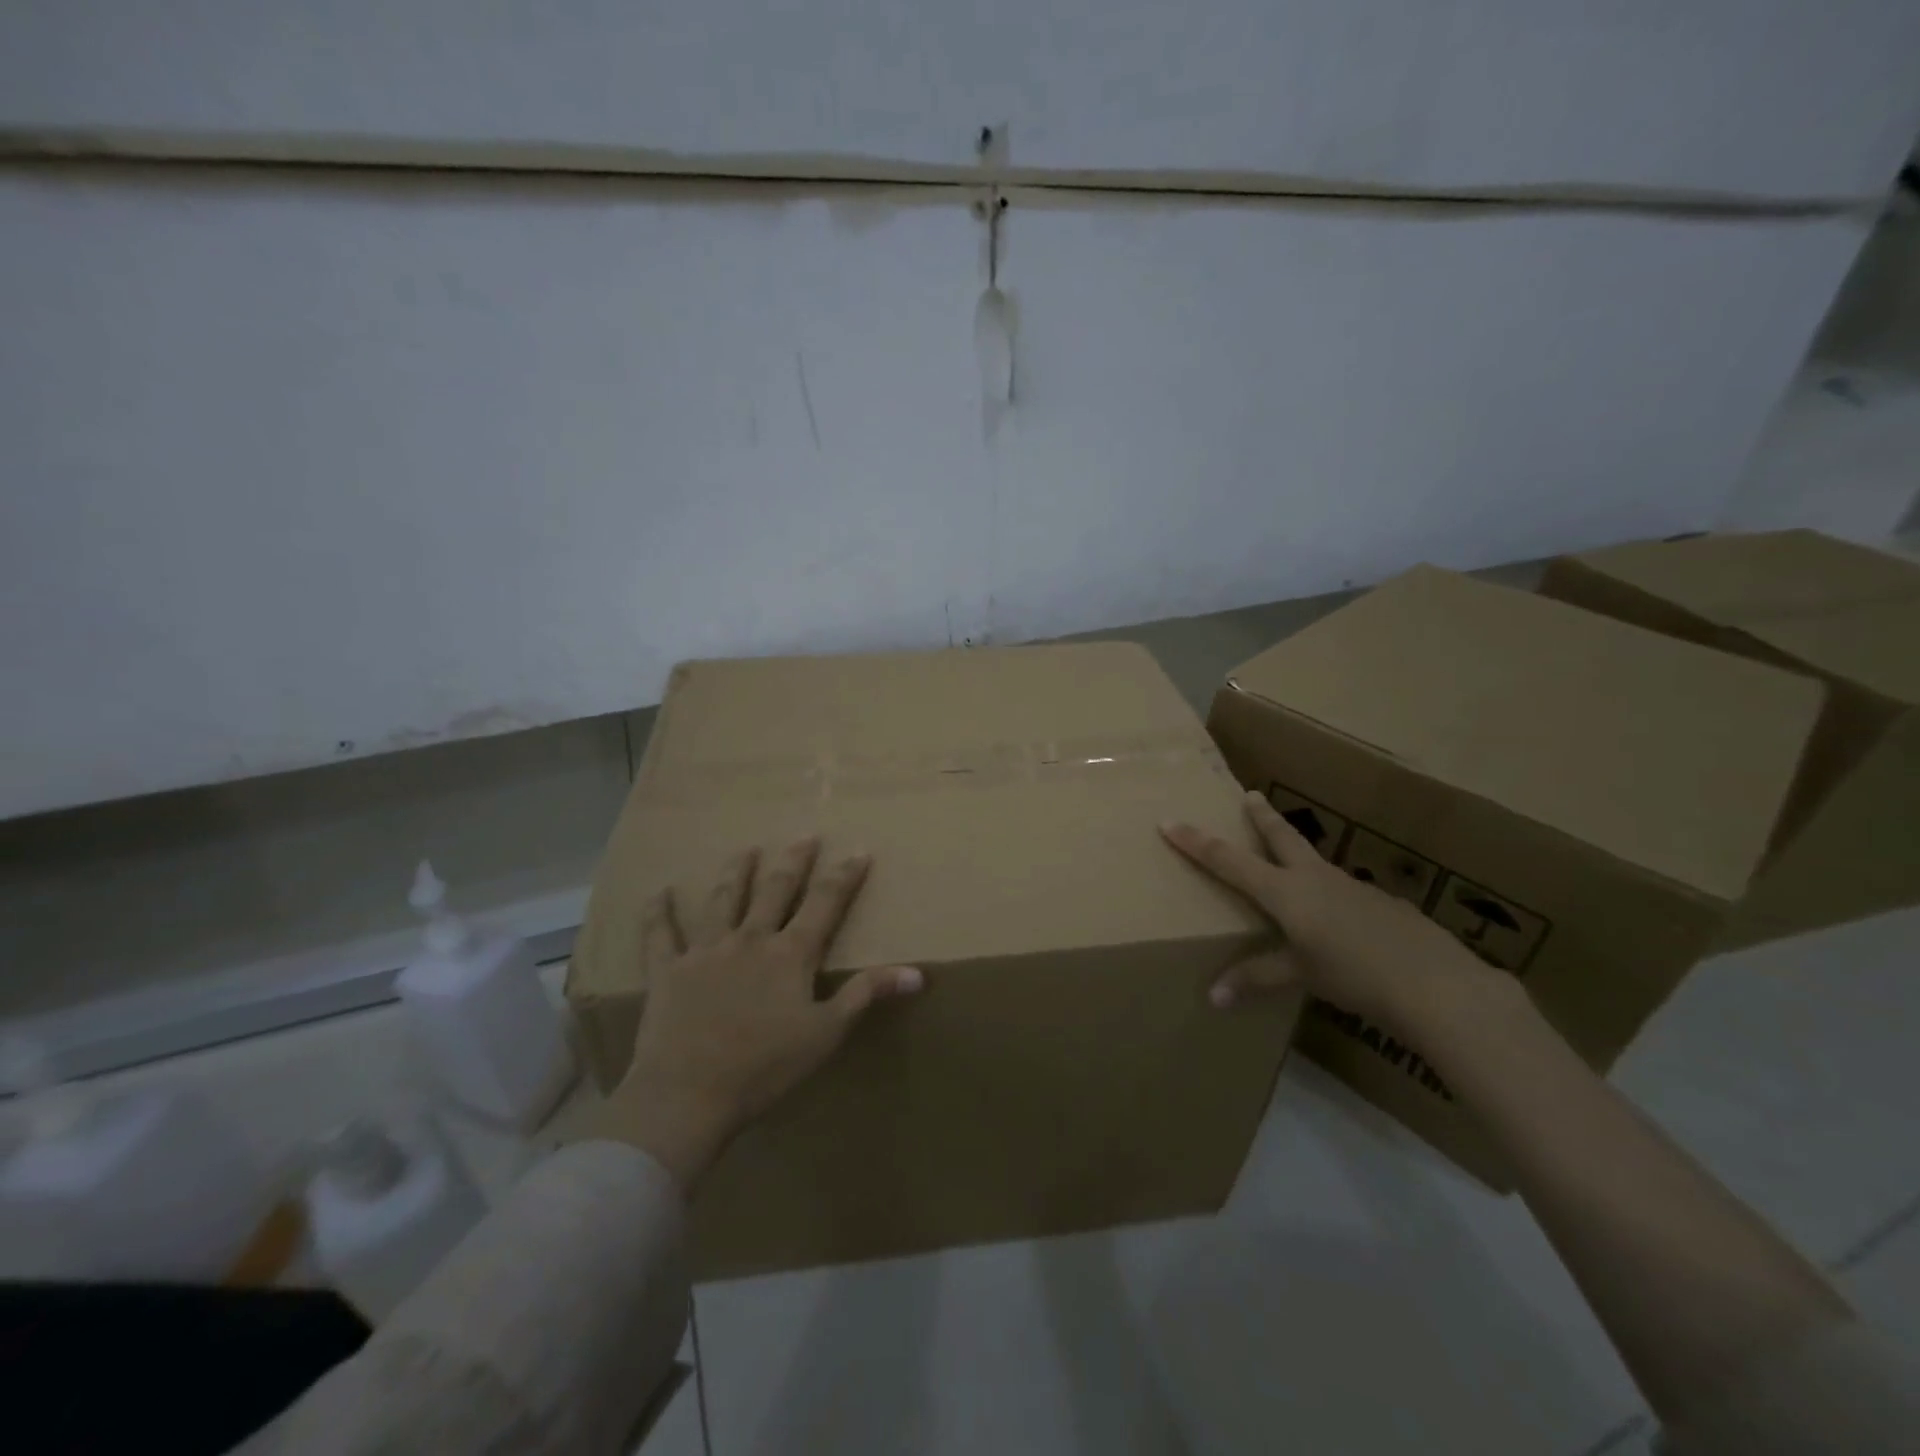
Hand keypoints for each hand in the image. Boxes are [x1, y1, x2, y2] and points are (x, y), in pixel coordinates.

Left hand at [605, 838, 922, 1188]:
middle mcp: (750, 939)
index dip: (845, 877)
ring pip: (724, 900)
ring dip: (737, 872)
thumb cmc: (765, 1067)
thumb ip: (867, 994)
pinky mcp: (667, 970)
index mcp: (790, 954)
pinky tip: (658, 892)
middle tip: (805, 836)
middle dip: (794, 861)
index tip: (859, 851)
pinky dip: (658, 912)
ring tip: (745, 849)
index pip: (825, 904)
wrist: (688, 1094)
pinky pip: (660, 935)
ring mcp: (706, 950)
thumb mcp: (827, 1033)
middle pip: (776, 890)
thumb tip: (918, 972)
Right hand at [1160, 790, 1504, 1029]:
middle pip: (1281, 838)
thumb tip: (1213, 998)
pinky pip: (1346, 892)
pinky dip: (1334, 897)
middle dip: (1261, 816)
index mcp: (1286, 892)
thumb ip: (1257, 979)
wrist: (1436, 983)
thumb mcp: (1301, 976)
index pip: (1229, 861)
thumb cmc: (1354, 975)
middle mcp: (1315, 878)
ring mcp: (1353, 886)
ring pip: (1315, 862)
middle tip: (1250, 793)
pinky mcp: (1382, 903)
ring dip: (1298, 855)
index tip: (1170, 820)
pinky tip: (1345, 923)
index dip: (1196, 842)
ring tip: (1294, 867)